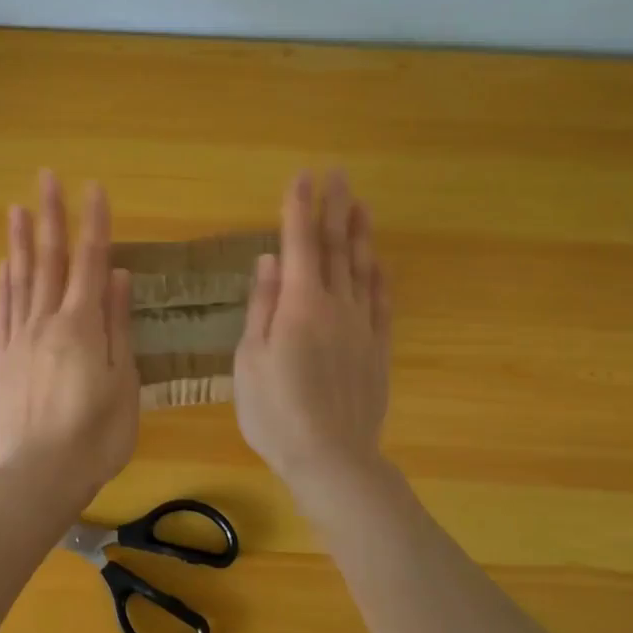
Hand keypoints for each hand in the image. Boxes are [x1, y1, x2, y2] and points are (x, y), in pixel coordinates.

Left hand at [0, 170, 138, 498]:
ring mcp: (20, 339)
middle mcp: (47, 322)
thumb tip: (117, 275)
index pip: (90, 262)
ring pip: (20, 279)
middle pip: (49, 260)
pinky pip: (3, 311)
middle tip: (46, 176)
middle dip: (51, 216)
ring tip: (17, 207)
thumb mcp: (124, 382)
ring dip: (20, 241)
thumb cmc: (97, 435)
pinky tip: (3, 264)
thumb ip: (117, 325)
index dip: (93, 223)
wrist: (41, 476)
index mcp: (82, 326)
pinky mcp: (2, 359)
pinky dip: (4, 284)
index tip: (94, 188)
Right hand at [234, 170, 392, 489]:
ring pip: (363, 270)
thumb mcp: (250, 359)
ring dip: (361, 234)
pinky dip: (380, 278)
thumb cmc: (276, 411)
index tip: (303, 177)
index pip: (300, 244)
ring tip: (362, 205)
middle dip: (334, 208)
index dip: (300, 208)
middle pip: (336, 248)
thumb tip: (269, 260)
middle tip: (338, 174)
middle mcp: (336, 306)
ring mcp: (362, 327)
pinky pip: (382, 303)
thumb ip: (262, 306)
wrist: (332, 458)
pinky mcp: (378, 350)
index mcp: (300, 305)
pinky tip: (380, 263)